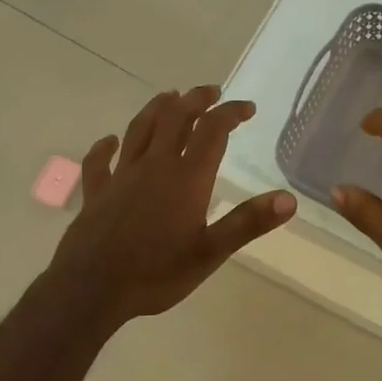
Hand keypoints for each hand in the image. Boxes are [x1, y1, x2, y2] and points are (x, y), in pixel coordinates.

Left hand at [47, 86, 296, 329]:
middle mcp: (153, 166)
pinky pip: (98, 162)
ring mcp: (121, 176)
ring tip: (170, 96)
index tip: (246, 108)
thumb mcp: (210, 253)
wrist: (93, 288)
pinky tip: (110, 141)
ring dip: (156, 108)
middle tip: (211, 92)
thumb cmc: (156, 274)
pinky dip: (105, 147)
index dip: (230, 113)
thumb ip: (248, 223)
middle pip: (174, 118)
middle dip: (195, 100)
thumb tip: (288, 199)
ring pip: (139, 129)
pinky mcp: (96, 192)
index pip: (212, 131)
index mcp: (185, 178)